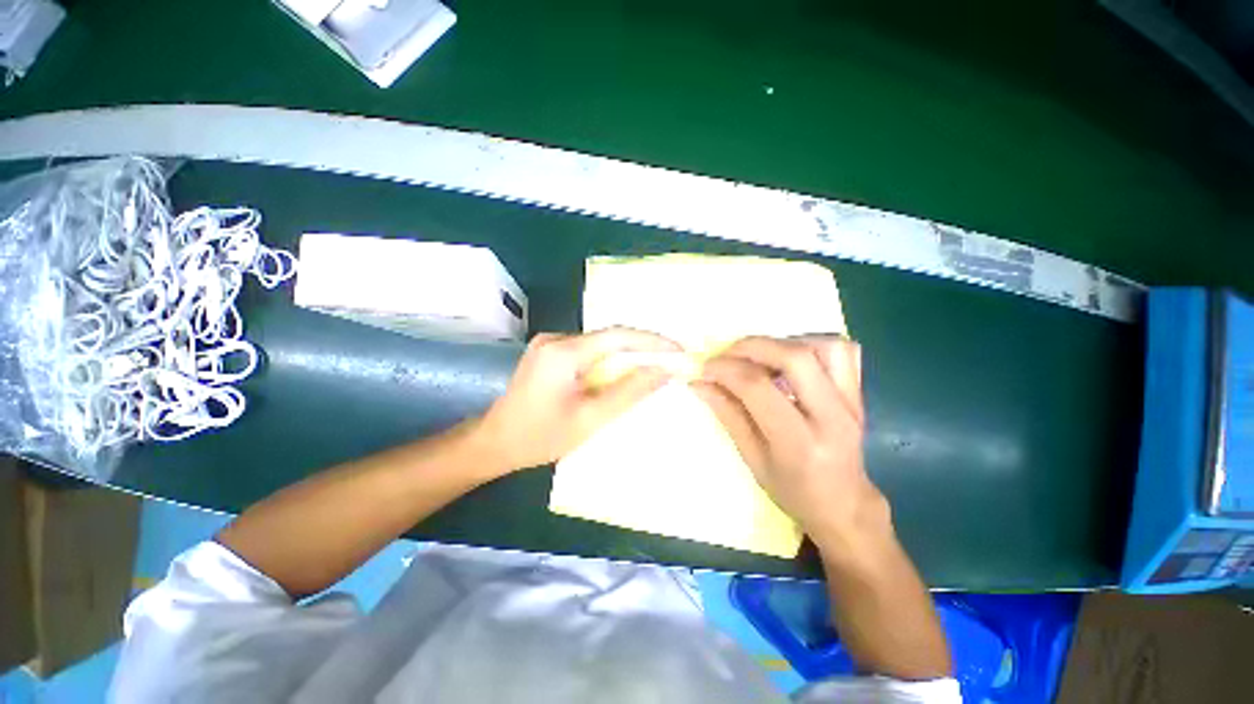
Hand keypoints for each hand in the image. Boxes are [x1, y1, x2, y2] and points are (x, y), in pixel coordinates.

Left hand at [475, 327, 680, 473]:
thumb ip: (629, 392)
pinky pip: (588, 350)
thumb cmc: (540, 437)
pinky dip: (609, 359)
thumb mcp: (590, 419)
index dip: (652, 341)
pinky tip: (621, 372)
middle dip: (642, 347)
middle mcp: (555, 338)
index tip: (678, 350)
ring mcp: (549, 342)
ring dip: (626, 354)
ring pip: (599, 343)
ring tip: (653, 366)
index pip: (618, 336)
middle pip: (609, 336)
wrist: (494, 442)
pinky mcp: (549, 351)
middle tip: (670, 359)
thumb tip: (663, 371)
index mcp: (563, 352)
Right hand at [693, 337, 888, 551]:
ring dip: (783, 342)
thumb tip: (700, 383)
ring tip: (759, 357)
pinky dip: (812, 343)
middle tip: (727, 354)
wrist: (844, 504)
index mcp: (800, 443)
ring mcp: (852, 402)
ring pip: (823, 346)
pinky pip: (843, 351)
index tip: (705, 368)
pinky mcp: (858, 393)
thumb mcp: (752, 459)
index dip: (726, 370)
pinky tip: (789, 358)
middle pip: (795, 357)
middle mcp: (833, 416)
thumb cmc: (793, 491)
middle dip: (751, 346)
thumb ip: (728, 415)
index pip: (758, 388)